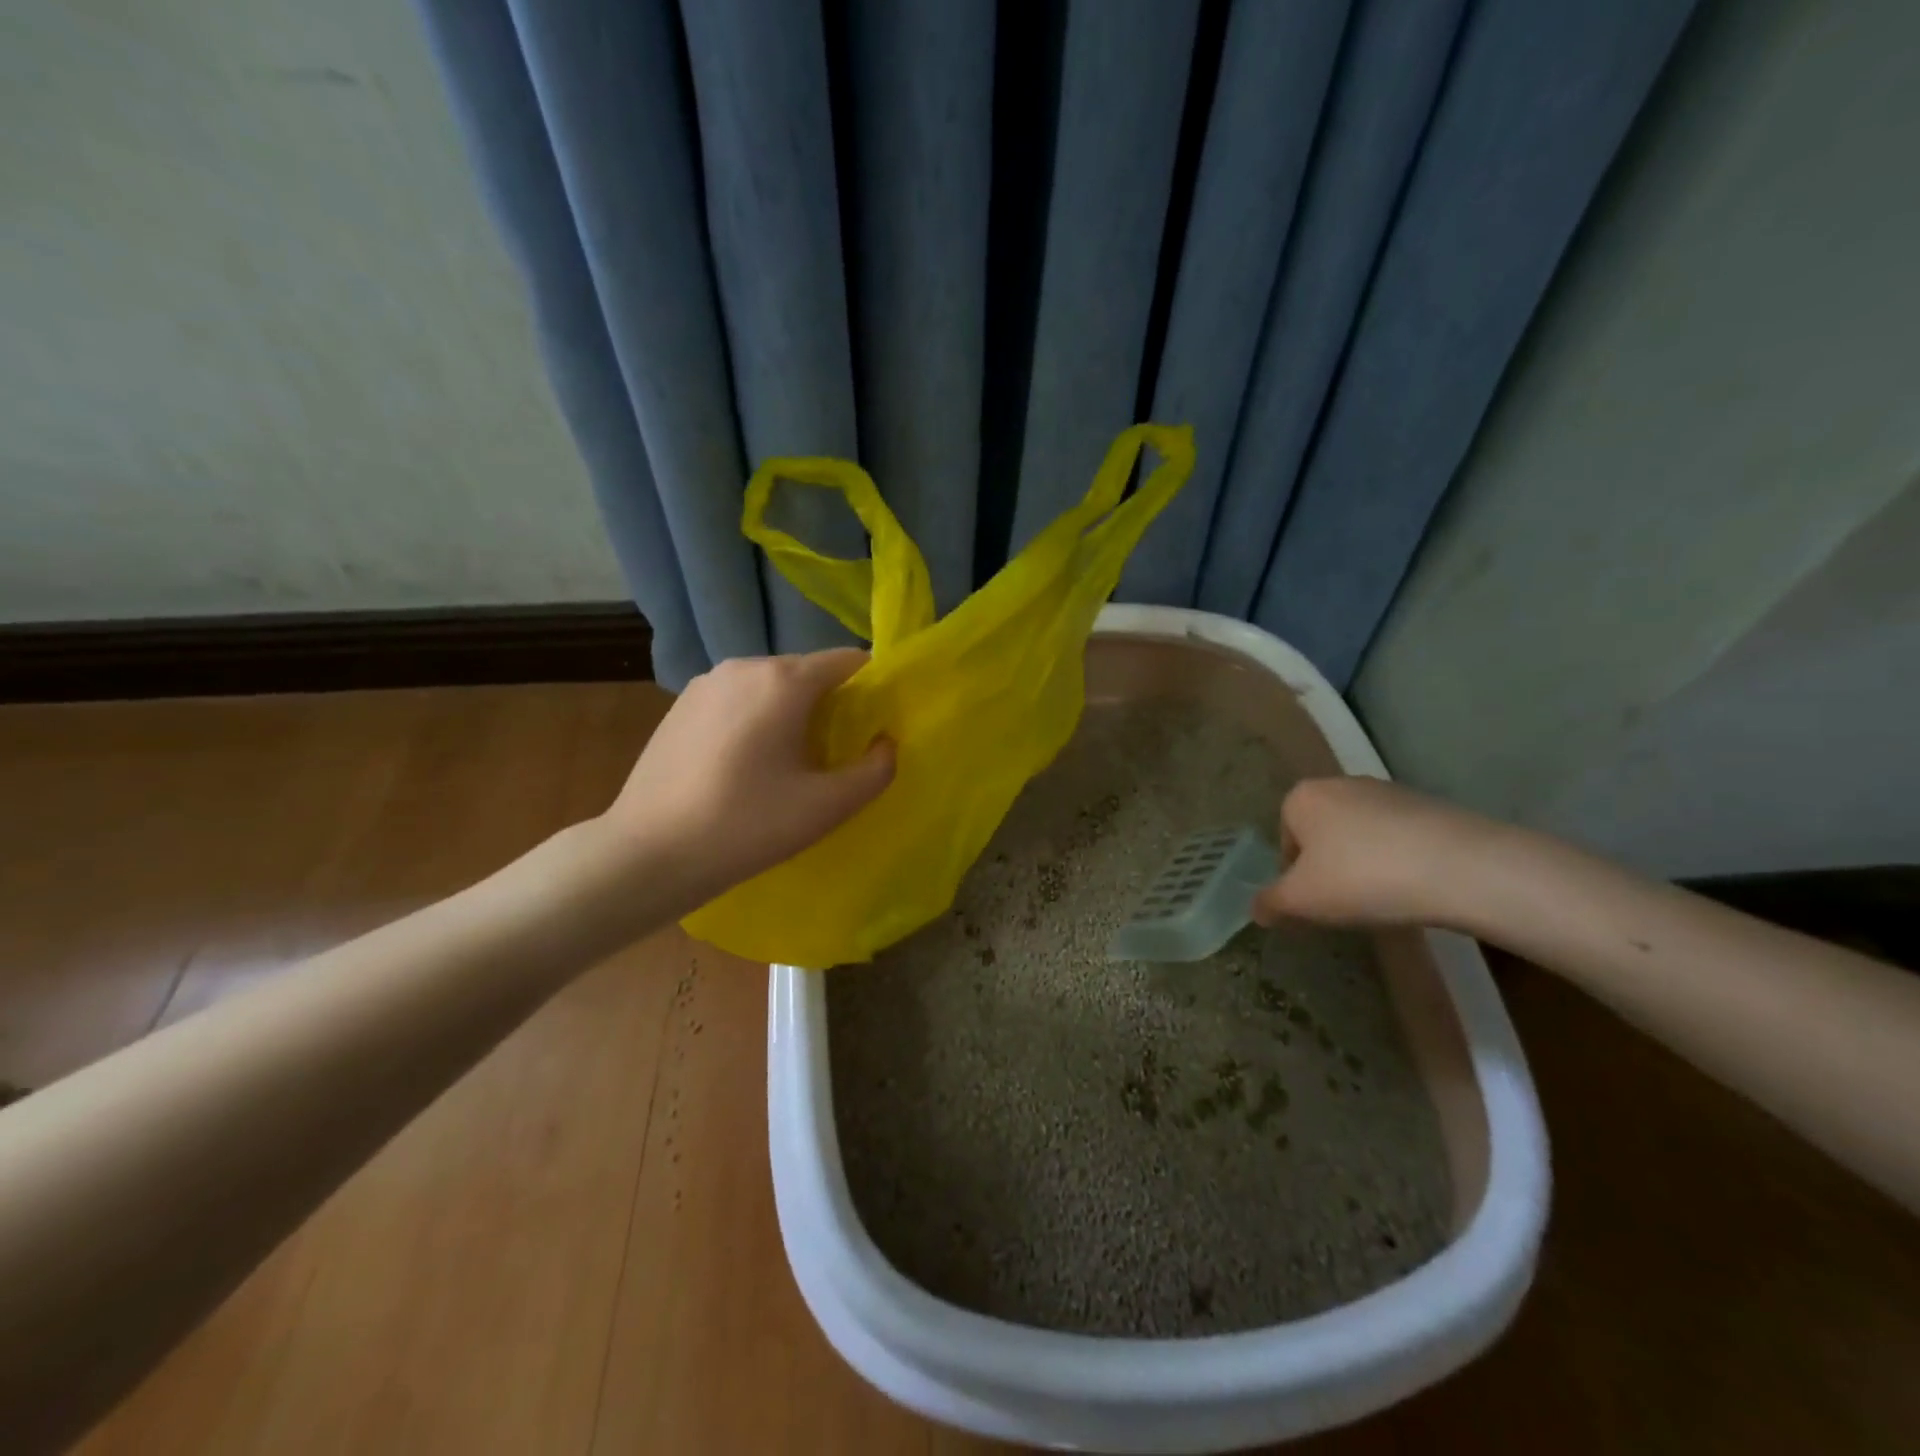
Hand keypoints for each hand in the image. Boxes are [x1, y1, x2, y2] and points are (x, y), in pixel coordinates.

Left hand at [603, 649, 893, 898]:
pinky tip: (747, 765)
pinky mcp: (680, 705)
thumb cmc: (746, 826)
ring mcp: (706, 683)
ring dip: (792, 713)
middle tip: (838, 754)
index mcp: (784, 680)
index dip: (873, 687)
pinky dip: (756, 719)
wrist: (647, 854)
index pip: (849, 660)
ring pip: (771, 686)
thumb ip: (874, 770)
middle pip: (808, 672)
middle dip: (832, 704)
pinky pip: (738, 700)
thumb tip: (886, 744)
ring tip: (791, 763)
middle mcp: (744, 666)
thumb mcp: (826, 807)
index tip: (878, 726)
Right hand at [1250, 777, 1498, 930]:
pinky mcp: (1428, 804)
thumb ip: (1271, 903)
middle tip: (1345, 902)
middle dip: (1329, 866)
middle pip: (1322, 834)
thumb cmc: (1361, 877)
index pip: (1285, 839)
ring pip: (1360, 835)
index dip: (1295, 875)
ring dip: (1364, 863)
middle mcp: (1339, 783)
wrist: (1459, 867)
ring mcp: (1387, 791)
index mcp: (1302, 797)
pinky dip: (1398, 859)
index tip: (1315, 901)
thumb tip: (1256, 910)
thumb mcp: (1302, 900)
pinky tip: (1414, 886)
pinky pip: (1398, 837)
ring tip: (1384, 898)